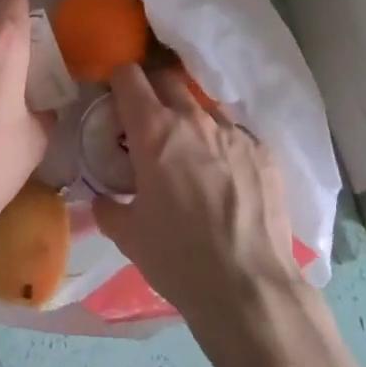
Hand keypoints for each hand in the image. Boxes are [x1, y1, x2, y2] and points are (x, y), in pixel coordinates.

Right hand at [92, 65, 302, 331]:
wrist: (251, 290)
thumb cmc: (180, 260)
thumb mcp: (129, 236)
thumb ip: (108, 207)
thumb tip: (102, 198)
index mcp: (154, 129)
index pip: (128, 76)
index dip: (117, 82)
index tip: (114, 100)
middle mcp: (194, 118)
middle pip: (166, 79)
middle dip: (152, 93)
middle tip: (147, 125)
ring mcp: (233, 131)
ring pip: (202, 106)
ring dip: (189, 120)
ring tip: (189, 154)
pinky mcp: (263, 150)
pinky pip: (234, 133)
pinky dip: (221, 145)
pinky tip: (224, 178)